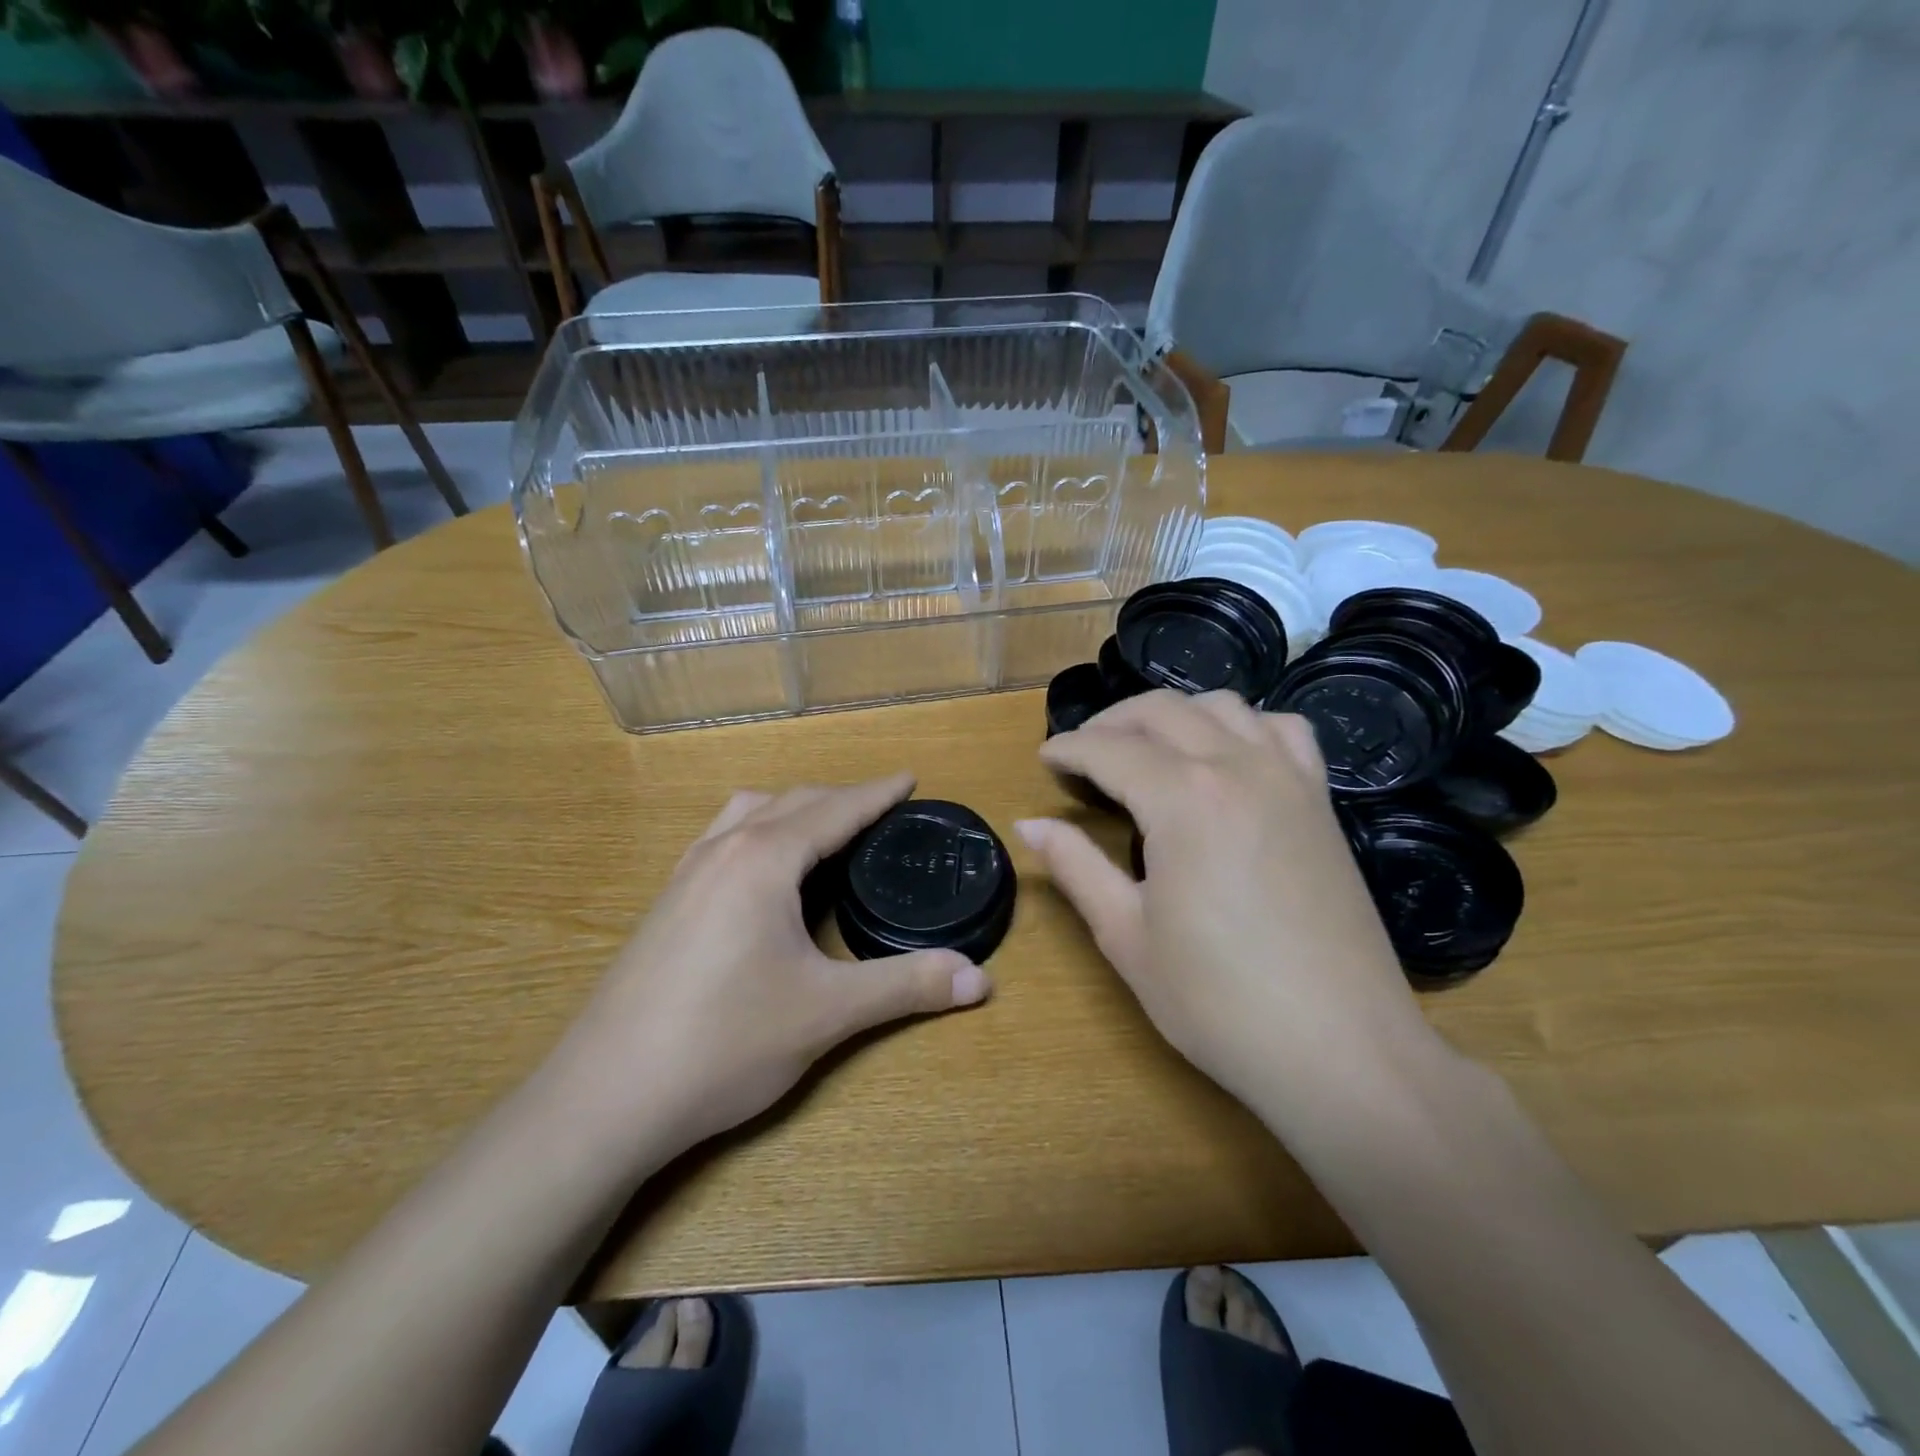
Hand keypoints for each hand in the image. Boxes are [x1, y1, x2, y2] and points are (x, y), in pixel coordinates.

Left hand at [551, 774, 991, 1159]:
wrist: (604, 1098)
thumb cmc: (724, 1043)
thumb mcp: (828, 1012)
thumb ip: (907, 987)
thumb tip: (981, 980)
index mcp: (764, 859)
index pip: (835, 809)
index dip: (877, 793)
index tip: (909, 779)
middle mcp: (722, 850)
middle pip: (792, 801)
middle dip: (841, 798)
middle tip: (882, 811)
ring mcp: (685, 874)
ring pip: (748, 813)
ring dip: (793, 809)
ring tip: (826, 831)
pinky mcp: (666, 904)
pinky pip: (722, 839)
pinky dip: (758, 832)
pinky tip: (764, 875)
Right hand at [1017, 690, 1440, 1117]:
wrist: (1340, 1049)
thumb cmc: (1218, 1001)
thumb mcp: (1126, 935)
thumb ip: (1076, 867)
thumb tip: (1029, 825)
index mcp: (1182, 799)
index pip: (1109, 749)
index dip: (1068, 749)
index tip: (1045, 759)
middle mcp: (1237, 767)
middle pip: (1161, 711)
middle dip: (1111, 722)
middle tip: (1082, 753)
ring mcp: (1287, 778)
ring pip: (1221, 705)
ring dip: (1172, 715)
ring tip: (1145, 748)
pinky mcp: (1320, 800)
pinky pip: (1281, 729)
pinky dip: (1242, 725)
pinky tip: (1227, 756)